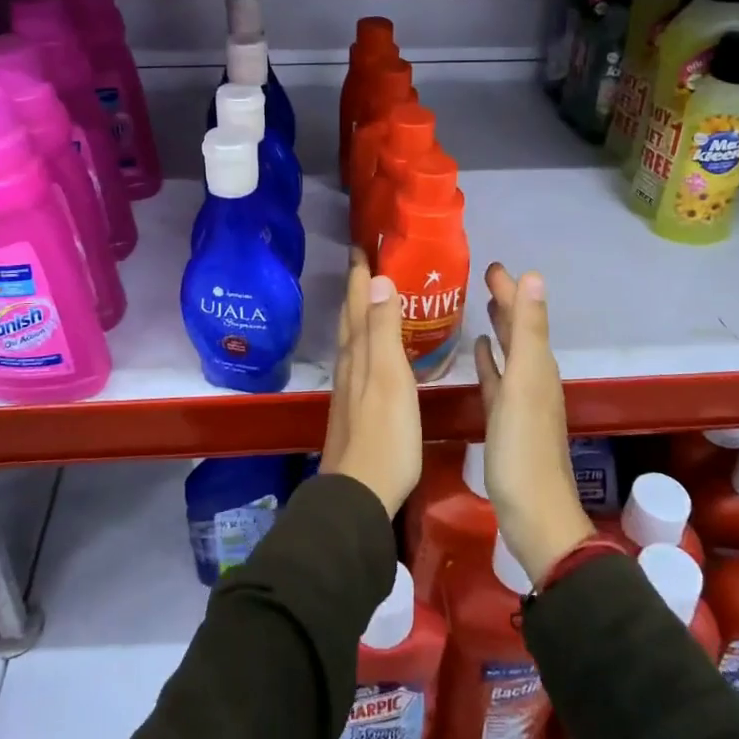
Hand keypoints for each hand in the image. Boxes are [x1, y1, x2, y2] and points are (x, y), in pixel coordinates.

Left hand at [320, 250, 421, 517]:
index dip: (360, 275)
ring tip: (371, 297)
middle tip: (365, 263)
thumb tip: (378, 280)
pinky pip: (360, 360)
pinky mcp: (356, 408)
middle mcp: (349, 365)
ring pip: (352, 339)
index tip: (361, 246)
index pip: (358, 304)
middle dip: (357, 289)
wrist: (360, 492)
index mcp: (358, 353)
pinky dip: (366, 342)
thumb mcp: (389, 377)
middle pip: (351, 318)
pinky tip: (375, 352)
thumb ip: (383, 330)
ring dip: (360, 314)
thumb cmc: (385, 434)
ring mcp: (350, 388)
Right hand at [475, 263, 593, 586]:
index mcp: (538, 366)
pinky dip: (490, 362)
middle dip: (506, 303)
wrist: (533, 514)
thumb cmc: (522, 447)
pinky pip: (497, 380)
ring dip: (499, 330)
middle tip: (485, 279)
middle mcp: (533, 378)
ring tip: (483, 307)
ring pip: (509, 354)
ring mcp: (520, 401)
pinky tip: (480, 353)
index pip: (525, 316)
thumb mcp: (525, 382)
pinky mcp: (505, 421)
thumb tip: (534, 277)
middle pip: (519, 332)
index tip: (492, 266)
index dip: (511, 290)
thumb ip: (527, 330)